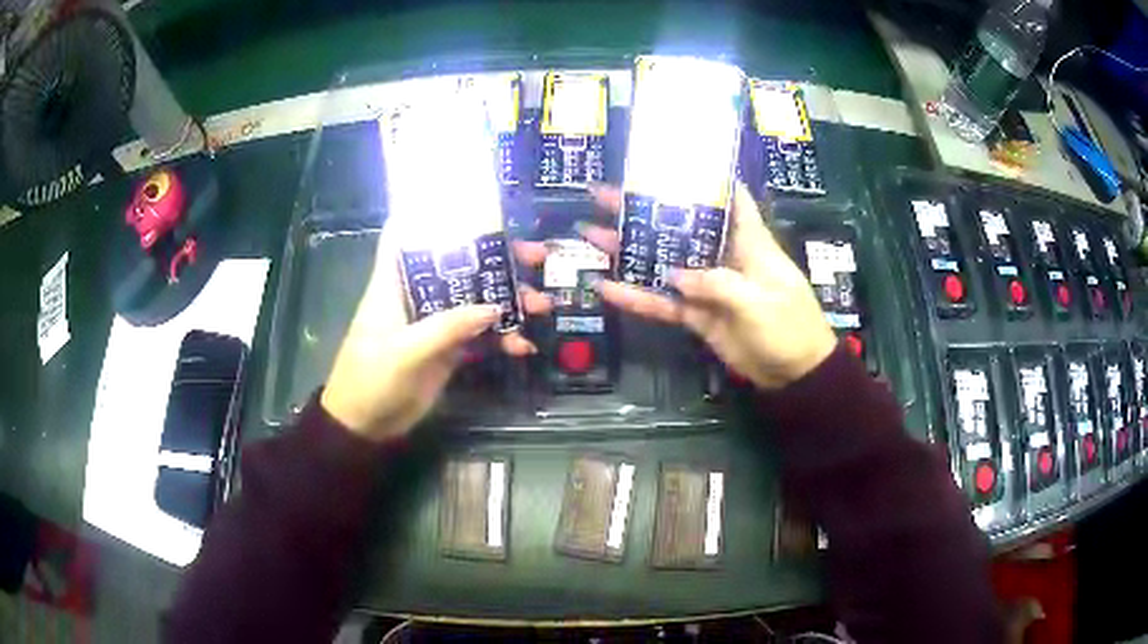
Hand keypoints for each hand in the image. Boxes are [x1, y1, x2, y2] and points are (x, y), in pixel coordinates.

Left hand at [321, 227, 551, 440]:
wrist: (366, 425)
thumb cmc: (371, 379)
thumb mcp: (406, 351)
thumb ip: (448, 328)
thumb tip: (494, 307)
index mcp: (395, 283)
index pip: (405, 235)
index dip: (429, 213)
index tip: (468, 201)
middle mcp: (417, 295)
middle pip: (458, 265)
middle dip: (496, 258)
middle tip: (536, 255)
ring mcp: (435, 323)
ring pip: (475, 300)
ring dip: (509, 301)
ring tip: (542, 305)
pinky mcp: (447, 349)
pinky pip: (480, 336)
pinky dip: (502, 339)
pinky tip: (524, 346)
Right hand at [582, 182, 836, 389]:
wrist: (794, 373)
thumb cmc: (789, 326)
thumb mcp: (759, 301)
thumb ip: (717, 284)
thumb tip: (674, 275)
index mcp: (747, 240)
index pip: (727, 197)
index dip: (702, 177)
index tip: (668, 161)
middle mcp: (722, 255)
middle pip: (679, 226)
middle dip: (642, 210)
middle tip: (601, 195)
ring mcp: (706, 285)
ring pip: (662, 262)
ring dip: (629, 251)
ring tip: (590, 234)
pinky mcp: (697, 313)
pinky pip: (663, 303)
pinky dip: (637, 298)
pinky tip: (606, 288)